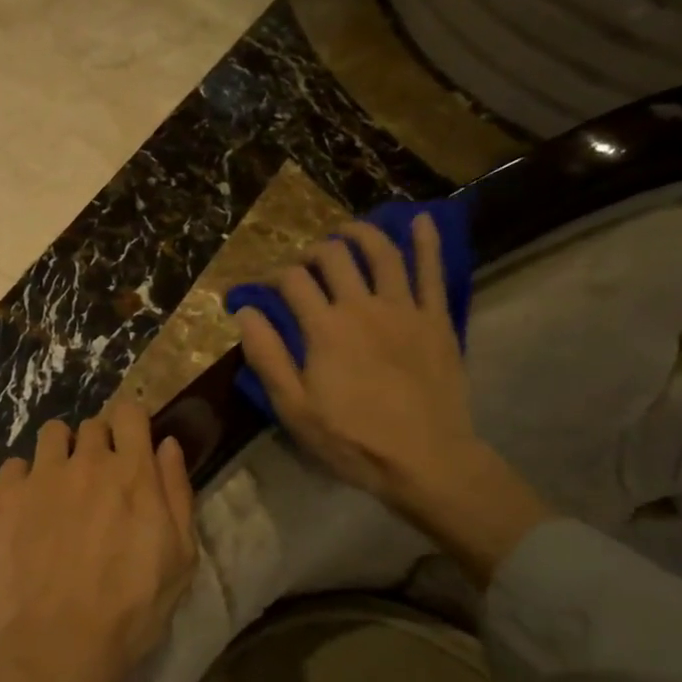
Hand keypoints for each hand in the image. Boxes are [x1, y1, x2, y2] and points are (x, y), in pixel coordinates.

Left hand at [0, 401, 196, 681]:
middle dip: (98, 445)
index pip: (130, 412)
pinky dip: (23, 480)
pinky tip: (27, 511)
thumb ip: (176, 492)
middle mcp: (86, 462)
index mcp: (133, 473)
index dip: (131, 425)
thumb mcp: (179, 558)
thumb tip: (167, 445)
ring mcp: (41, 477)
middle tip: (98, 484)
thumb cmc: (130, 610)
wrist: (56, 646)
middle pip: (92, 425)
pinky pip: (14, 465)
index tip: (130, 446)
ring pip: (51, 434)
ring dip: (60, 453)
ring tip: (60, 490)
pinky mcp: (4, 497)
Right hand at [234, 213, 550, 584]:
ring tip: (347, 232)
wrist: (426, 460)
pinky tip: (421, 221)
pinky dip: (426, 242)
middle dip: (312, 253)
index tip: (263, 288)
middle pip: (334, 258)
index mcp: (325, 328)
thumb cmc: (352, 439)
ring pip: (382, 254)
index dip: (273, 277)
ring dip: (361, 235)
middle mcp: (363, 307)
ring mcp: (404, 309)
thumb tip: (245, 311)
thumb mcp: (294, 408)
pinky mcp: (436, 320)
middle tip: (305, 265)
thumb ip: (268, 356)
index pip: (293, 282)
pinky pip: (433, 272)